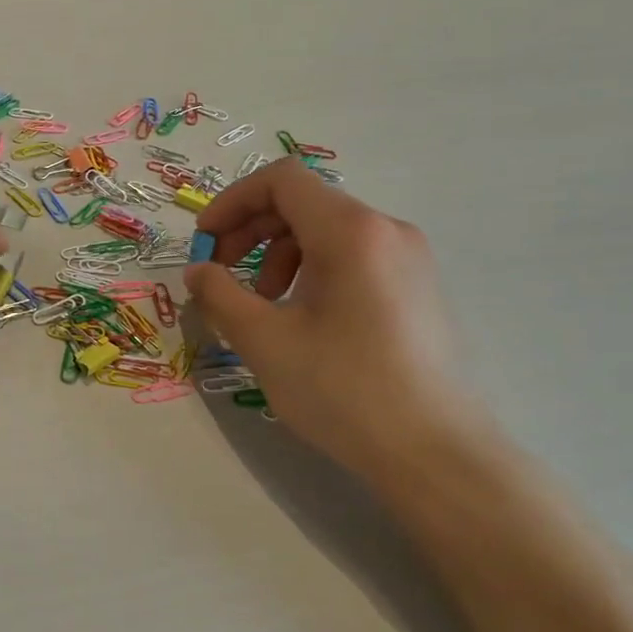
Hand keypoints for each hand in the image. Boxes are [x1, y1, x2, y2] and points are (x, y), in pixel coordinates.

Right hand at [183, 160, 489, 480]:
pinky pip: (353, 257)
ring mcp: (409, 259)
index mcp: (350, 231)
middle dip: (250, 232)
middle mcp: (386, 231)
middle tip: (221, 277)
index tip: (205, 245)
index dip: (232, 202)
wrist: (433, 452)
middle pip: (303, 202)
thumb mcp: (263, 339)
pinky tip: (301, 319)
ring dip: (278, 255)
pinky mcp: (417, 288)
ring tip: (262, 306)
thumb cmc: (342, 388)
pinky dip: (312, 271)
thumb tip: (198, 271)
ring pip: (327, 231)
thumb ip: (219, 294)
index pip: (281, 179)